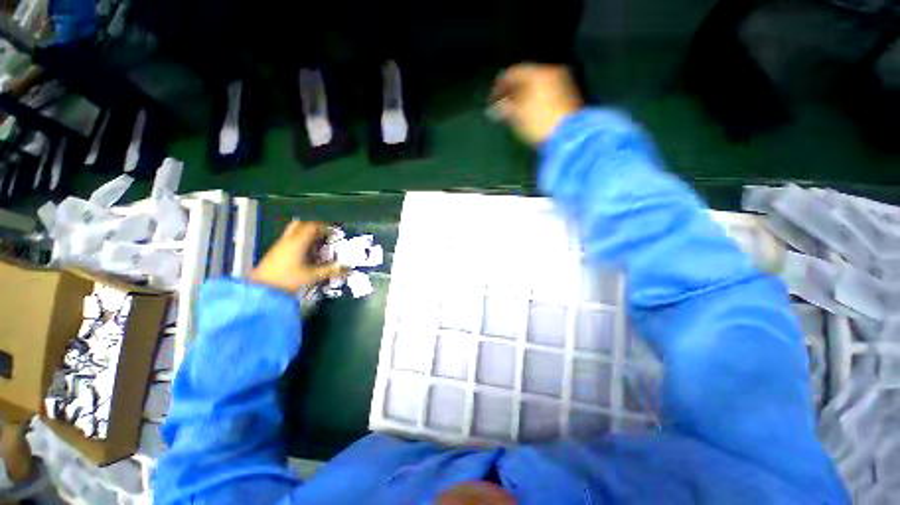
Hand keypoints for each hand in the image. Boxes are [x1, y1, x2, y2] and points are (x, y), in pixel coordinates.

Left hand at [250, 220, 343, 292]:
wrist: (262, 289)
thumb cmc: (288, 279)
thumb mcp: (312, 276)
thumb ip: (330, 270)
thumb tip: (347, 267)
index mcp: (298, 242)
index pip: (313, 226)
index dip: (325, 227)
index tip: (334, 232)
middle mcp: (288, 240)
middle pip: (301, 224)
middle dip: (314, 227)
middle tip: (325, 235)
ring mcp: (280, 245)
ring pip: (294, 231)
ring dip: (306, 234)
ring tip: (317, 243)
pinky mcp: (275, 252)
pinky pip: (289, 239)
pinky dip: (299, 241)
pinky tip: (306, 253)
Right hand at [490, 64, 582, 144]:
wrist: (569, 135)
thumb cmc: (538, 122)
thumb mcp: (516, 115)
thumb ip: (503, 107)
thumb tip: (494, 107)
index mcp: (537, 73)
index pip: (512, 73)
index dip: (499, 86)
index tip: (491, 99)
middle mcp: (551, 73)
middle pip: (525, 78)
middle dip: (511, 91)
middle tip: (501, 104)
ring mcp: (562, 83)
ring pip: (536, 85)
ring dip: (523, 95)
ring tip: (514, 110)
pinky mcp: (568, 96)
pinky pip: (545, 92)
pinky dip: (534, 99)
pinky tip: (529, 111)